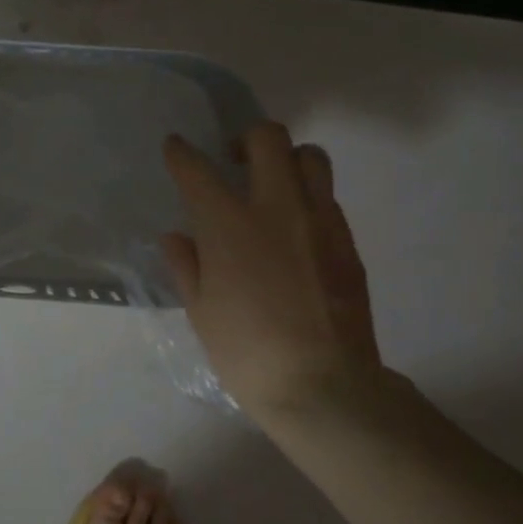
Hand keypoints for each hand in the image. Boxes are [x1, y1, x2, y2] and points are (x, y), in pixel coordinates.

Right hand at [161, 123, 390, 422]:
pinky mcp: (347, 242)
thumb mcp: (200, 311)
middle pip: (267, 139)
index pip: (197, 169)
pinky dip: (308, 198)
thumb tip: (177, 237)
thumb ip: (186, 265)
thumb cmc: (246, 351)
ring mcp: (319, 221)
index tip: (175, 147)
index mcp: (228, 225)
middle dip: (245, 137)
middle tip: (235, 160)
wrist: (323, 386)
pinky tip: (295, 229)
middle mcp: (275, 208)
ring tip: (273, 185)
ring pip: (310, 158)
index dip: (181, 152)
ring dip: (287, 159)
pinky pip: (328, 198)